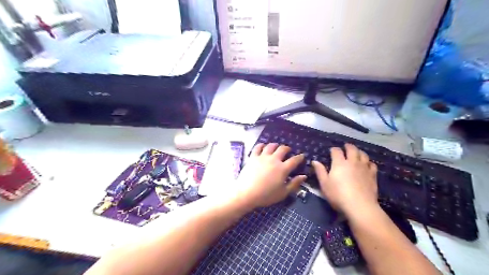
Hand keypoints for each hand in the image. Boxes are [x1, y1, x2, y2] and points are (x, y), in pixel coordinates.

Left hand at [234, 144, 304, 207]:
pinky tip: (263, 146)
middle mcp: (274, 160)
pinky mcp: (253, 157)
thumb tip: (303, 176)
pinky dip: (261, 145)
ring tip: (276, 146)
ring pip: (271, 146)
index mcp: (283, 168)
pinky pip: (258, 147)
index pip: (294, 160)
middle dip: (287, 148)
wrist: (247, 193)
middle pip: (282, 149)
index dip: (300, 157)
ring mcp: (263, 157)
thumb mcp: (283, 193)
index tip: (302, 155)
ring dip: (275, 145)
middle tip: (288, 150)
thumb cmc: (266, 195)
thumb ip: (294, 184)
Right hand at [313, 144, 377, 216]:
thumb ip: (320, 171)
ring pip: (363, 155)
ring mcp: (364, 168)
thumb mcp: (324, 184)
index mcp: (339, 163)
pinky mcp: (372, 175)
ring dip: (359, 151)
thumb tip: (315, 161)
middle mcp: (352, 162)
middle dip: (348, 146)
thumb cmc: (338, 195)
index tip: (332, 150)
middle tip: (346, 146)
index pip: (336, 151)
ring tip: (357, 152)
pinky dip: (368, 162)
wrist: (359, 206)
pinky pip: (372, 164)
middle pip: (352, 149)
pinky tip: (367, 164)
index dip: (334, 149)